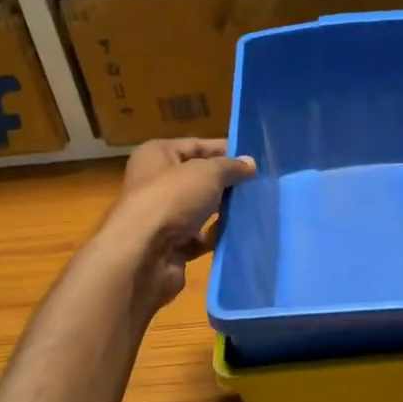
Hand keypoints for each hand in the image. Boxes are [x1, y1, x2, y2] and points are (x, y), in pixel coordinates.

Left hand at [103, 138, 256, 312]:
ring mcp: (162, 217)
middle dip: (227, 182)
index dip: (225, 150)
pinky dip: (216, 236)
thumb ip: (230, 167)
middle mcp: (155, 183)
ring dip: (224, 210)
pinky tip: (240, 233)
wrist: (142, 255)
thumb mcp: (207, 173)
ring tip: (256, 207)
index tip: (254, 157)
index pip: (196, 146)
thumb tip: (250, 163)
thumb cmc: (171, 199)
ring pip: (200, 209)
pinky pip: (199, 237)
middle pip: (198, 179)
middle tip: (259, 184)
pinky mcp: (169, 246)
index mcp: (156, 155)